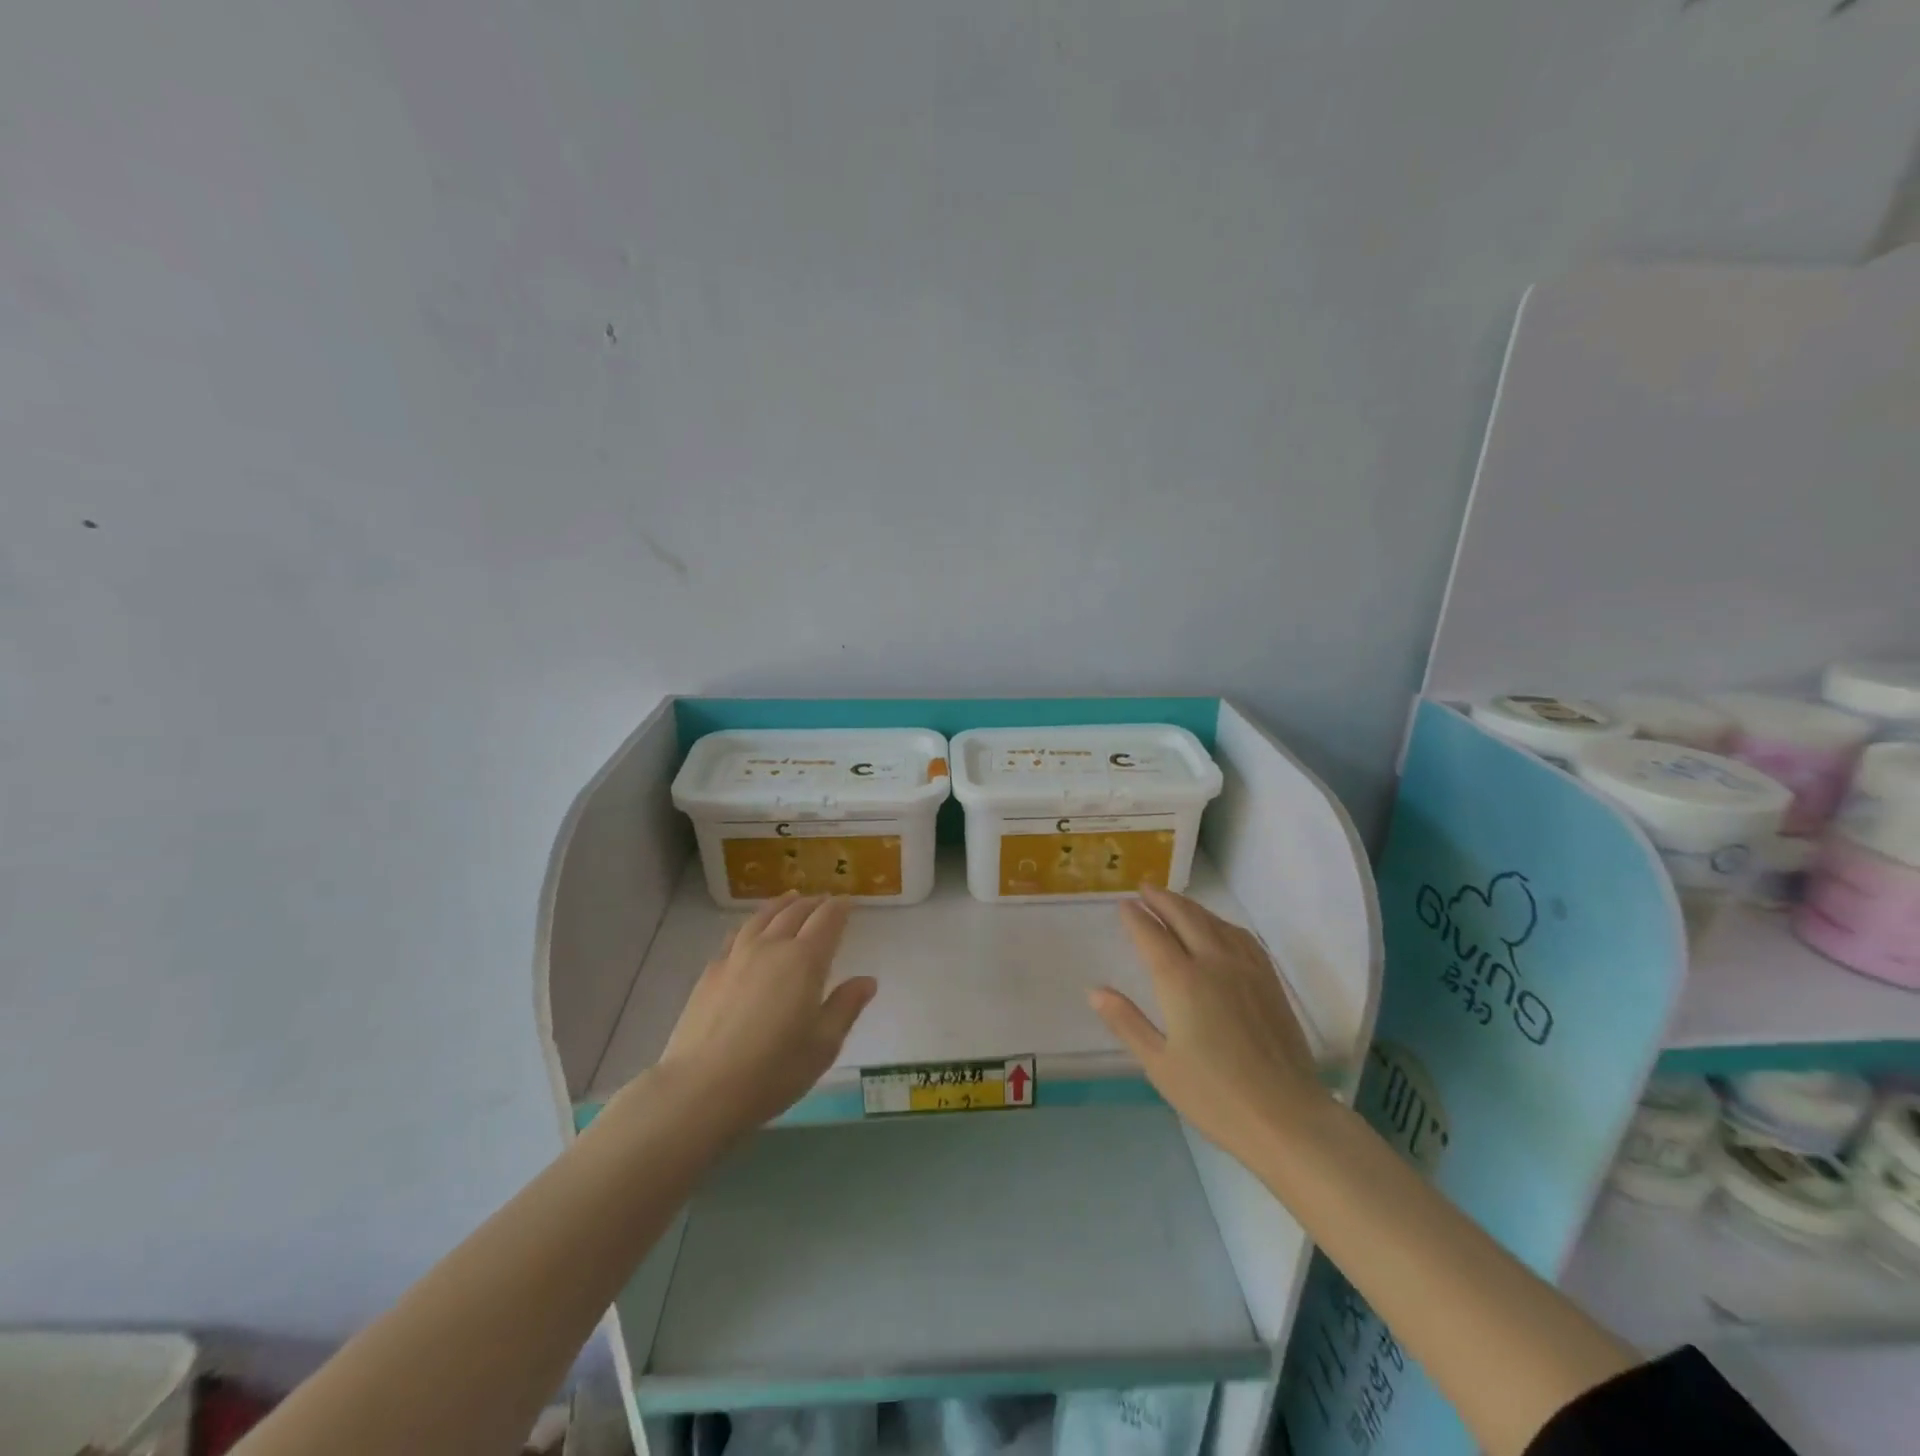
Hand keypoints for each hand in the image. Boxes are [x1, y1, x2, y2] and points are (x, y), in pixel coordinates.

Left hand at [652, 892, 875, 1137]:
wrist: (702, 1088)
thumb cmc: (774, 1070)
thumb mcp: (823, 1045)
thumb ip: (845, 1006)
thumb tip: (867, 981)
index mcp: (805, 960)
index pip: (827, 920)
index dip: (840, 907)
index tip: (848, 901)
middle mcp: (772, 947)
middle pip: (795, 912)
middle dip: (813, 903)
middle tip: (824, 900)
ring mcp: (737, 956)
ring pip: (763, 917)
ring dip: (781, 904)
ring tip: (790, 899)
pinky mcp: (711, 971)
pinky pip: (737, 934)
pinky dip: (752, 923)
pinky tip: (751, 930)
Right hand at [1090, 883, 1324, 1166]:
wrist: (1287, 1117)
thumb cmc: (1215, 1097)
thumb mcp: (1159, 1065)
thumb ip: (1127, 1022)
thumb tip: (1095, 991)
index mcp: (1180, 981)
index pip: (1152, 935)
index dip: (1135, 918)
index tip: (1123, 904)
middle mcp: (1213, 963)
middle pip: (1184, 916)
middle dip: (1162, 899)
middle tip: (1145, 888)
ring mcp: (1246, 969)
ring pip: (1214, 922)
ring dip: (1190, 906)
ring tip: (1174, 902)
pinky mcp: (1269, 981)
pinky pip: (1242, 937)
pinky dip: (1221, 923)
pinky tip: (1219, 928)